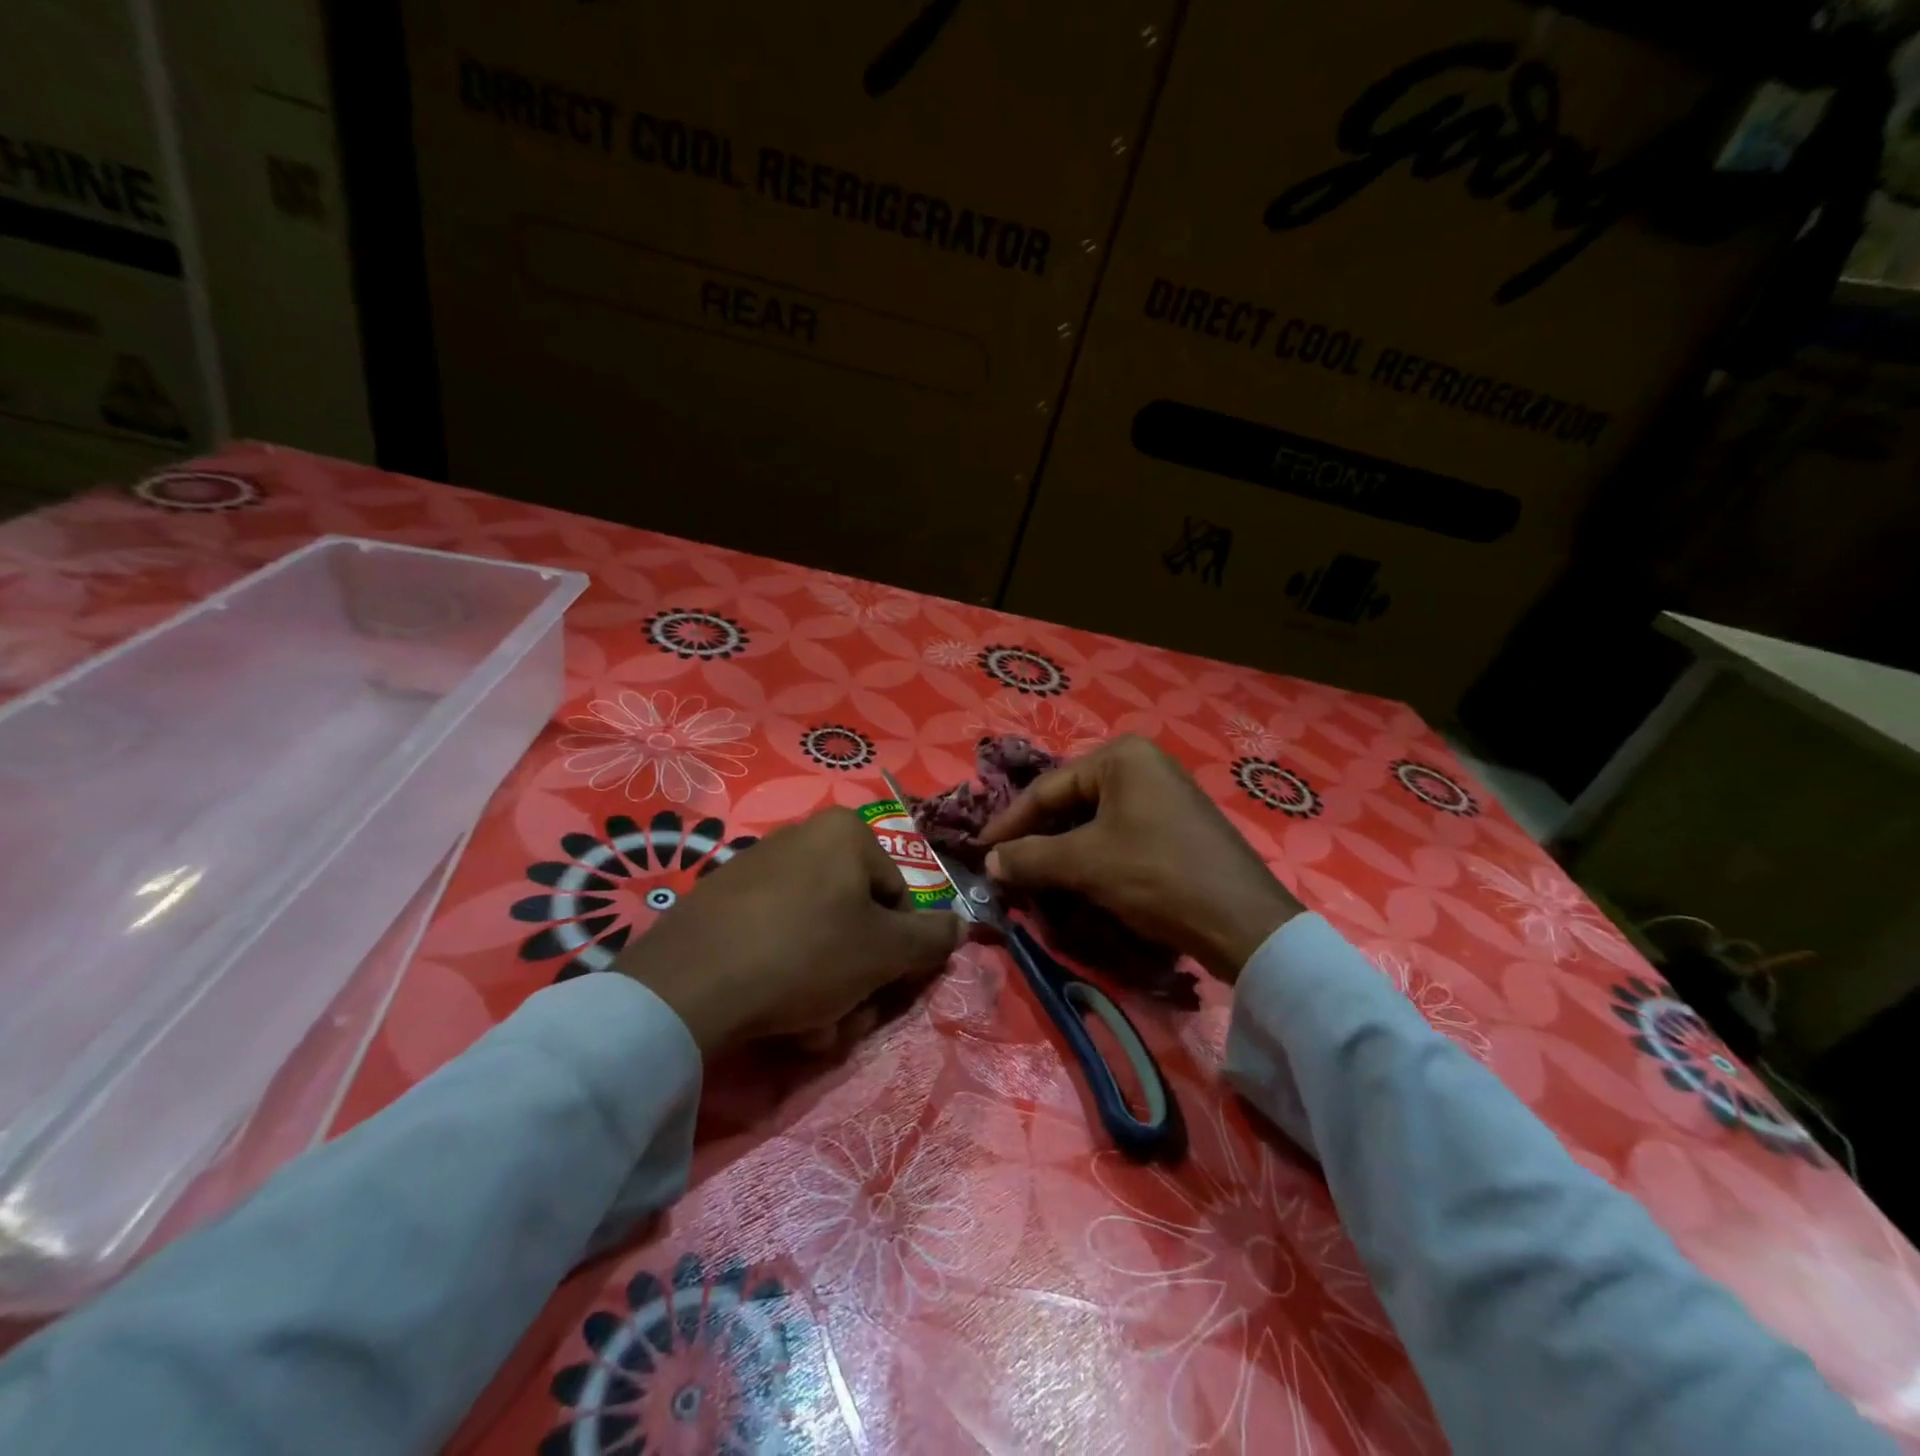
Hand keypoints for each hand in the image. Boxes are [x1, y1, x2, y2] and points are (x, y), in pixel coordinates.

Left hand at [614, 808, 963, 1052]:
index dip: (900, 952)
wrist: (690, 984)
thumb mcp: (885, 951)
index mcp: (846, 833)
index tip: (886, 990)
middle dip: (858, 977)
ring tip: (807, 1024)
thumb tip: (961, 925)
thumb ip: (932, 938)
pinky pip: (774, 941)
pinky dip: (783, 978)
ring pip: (816, 938)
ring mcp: (756, 869)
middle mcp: (802, 838)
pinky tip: (772, 1013)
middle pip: (854, 920)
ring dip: (824, 988)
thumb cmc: (808, 953)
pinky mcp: (720, 903)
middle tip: (847, 1016)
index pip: (899, 899)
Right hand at [979, 736, 1301, 982]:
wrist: (1242, 921)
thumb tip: (988, 863)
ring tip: (1034, 880)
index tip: (980, 851)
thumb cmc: (1156, 875)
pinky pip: (1118, 835)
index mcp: (1121, 757)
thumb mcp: (1085, 863)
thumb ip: (1029, 857)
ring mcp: (1162, 795)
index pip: (1047, 788)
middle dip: (1036, 839)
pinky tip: (1075, 882)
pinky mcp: (1174, 826)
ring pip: (1093, 822)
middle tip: (1006, 868)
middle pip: (1070, 802)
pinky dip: (1091, 858)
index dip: (1009, 823)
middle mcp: (1143, 765)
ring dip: (1061, 852)